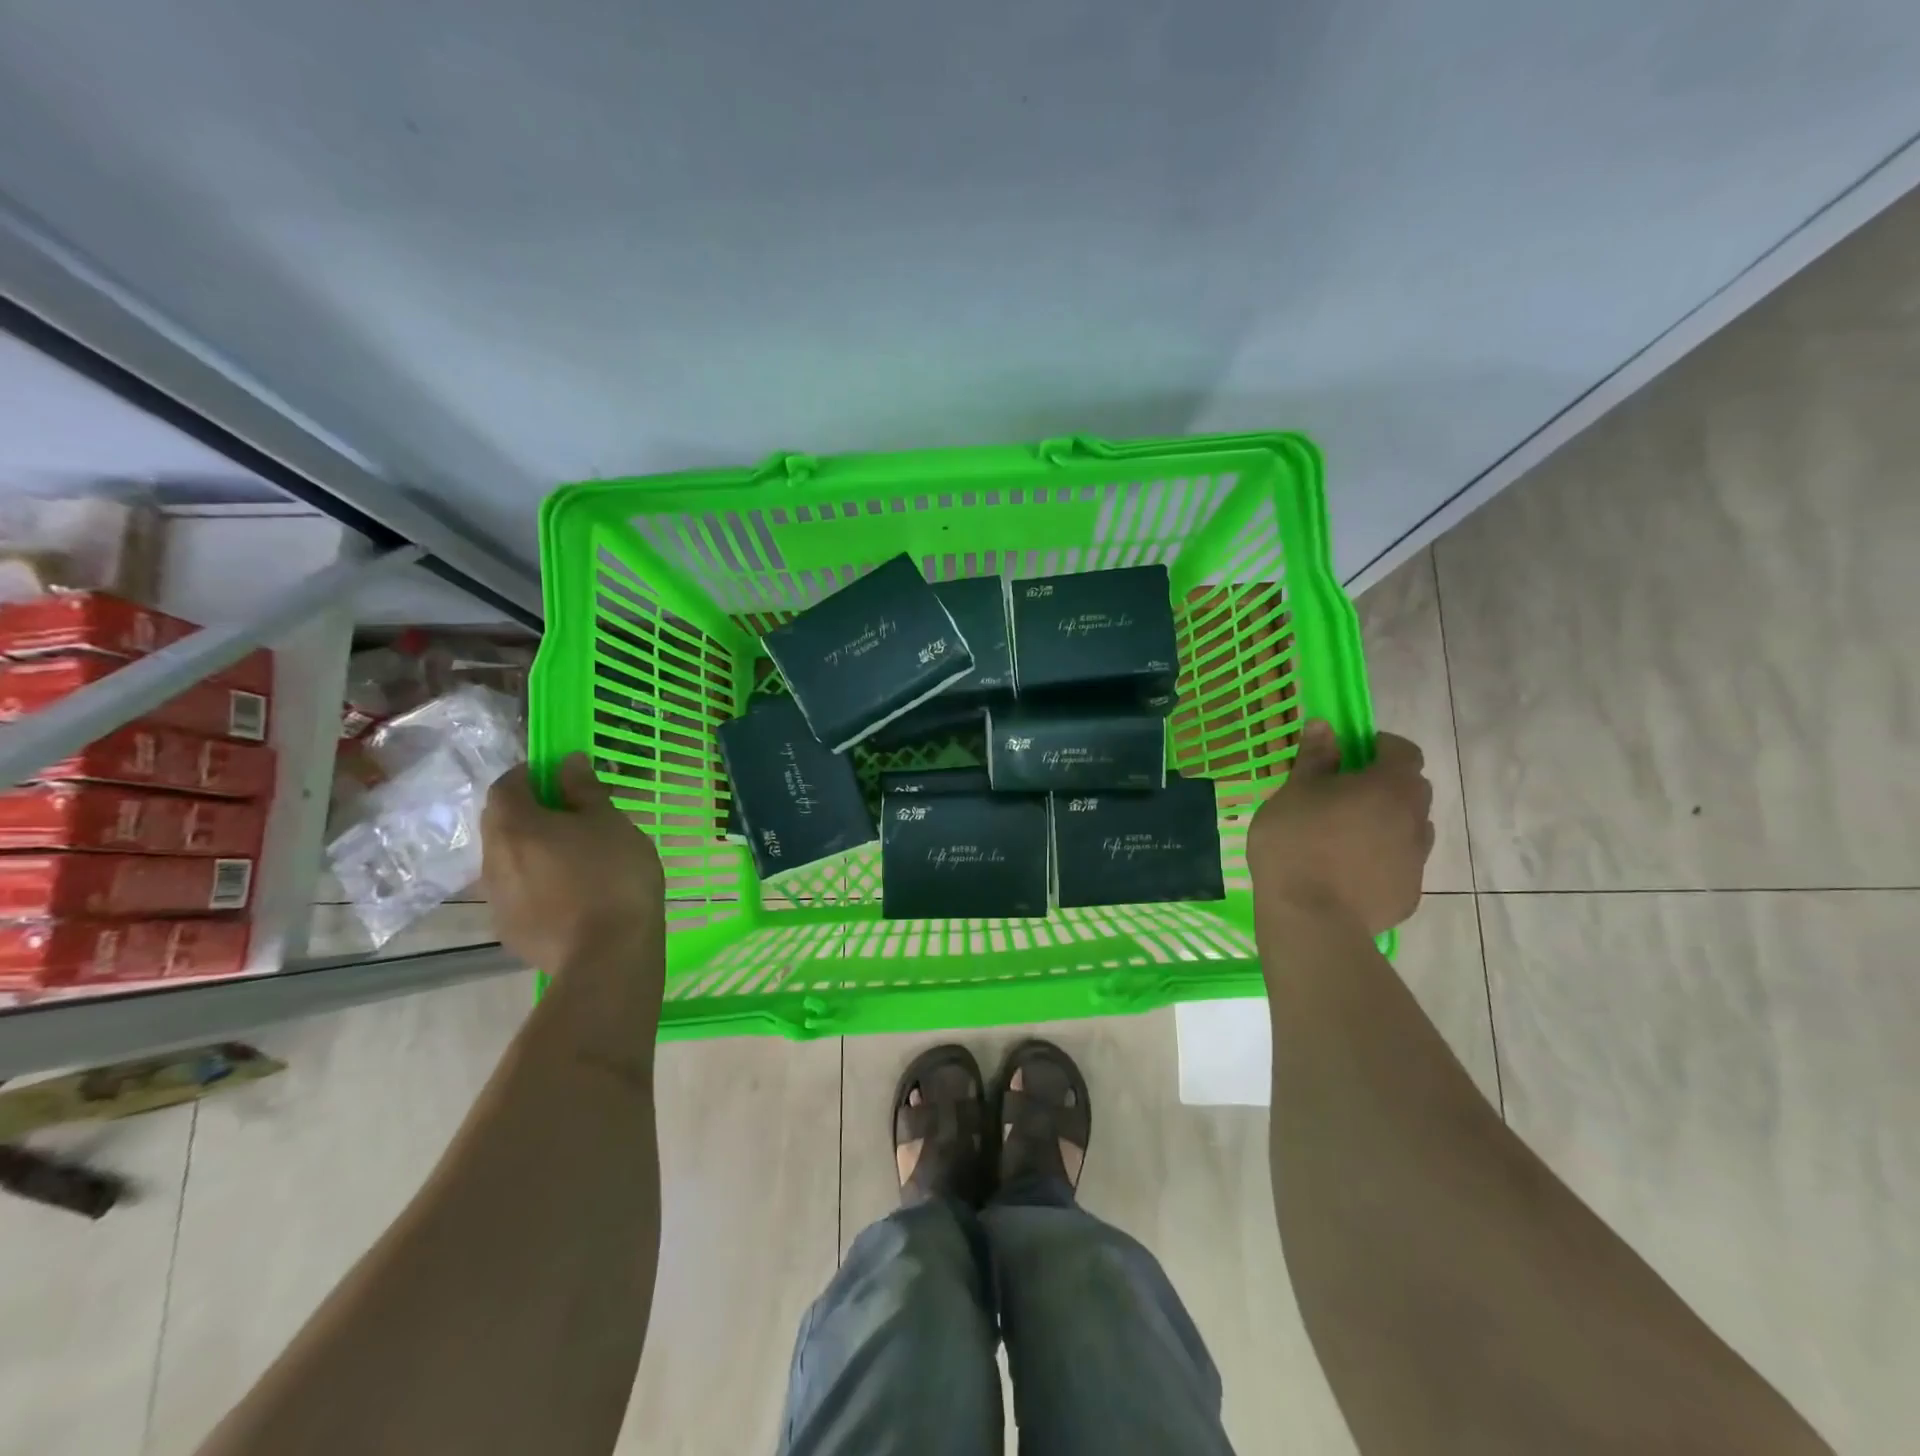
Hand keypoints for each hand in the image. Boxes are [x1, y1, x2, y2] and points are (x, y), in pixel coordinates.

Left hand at [483, 754, 664, 974]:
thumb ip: (584, 790)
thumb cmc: (614, 876)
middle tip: (573, 817)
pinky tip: (572, 896)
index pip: (506, 785)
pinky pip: (518, 893)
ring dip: (533, 851)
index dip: (531, 775)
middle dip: (530, 813)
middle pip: (502, 823)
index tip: (562, 778)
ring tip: (577, 860)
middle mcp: (493, 859)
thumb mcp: (610, 823)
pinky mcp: (508, 929)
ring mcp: (496, 898)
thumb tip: (567, 762)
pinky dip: (538, 884)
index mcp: (516, 826)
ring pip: (508, 860)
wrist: (607, 955)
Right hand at [1245, 721, 1432, 935]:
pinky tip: (1346, 872)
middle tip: (1342, 794)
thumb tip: (1323, 726)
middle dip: (1384, 785)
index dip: (1381, 747)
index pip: (1404, 752)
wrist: (1311, 918)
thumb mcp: (1294, 792)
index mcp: (1390, 787)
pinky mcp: (1409, 895)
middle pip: (1411, 791)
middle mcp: (1415, 819)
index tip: (1352, 753)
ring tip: (1345, 836)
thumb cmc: (1297, 842)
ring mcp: (1416, 861)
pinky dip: (1380, 860)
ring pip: (1408, 829)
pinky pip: (1399, 866)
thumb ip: (1314, 758)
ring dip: (1386, 823)